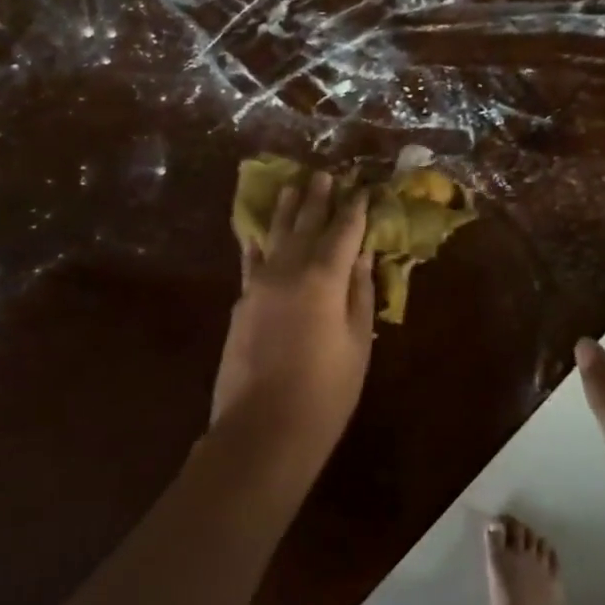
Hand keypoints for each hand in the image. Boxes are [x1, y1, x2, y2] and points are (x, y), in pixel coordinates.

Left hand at [210, 171, 374, 470]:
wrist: (264, 429)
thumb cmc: (326, 392)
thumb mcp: (357, 343)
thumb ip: (360, 294)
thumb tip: (363, 256)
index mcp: (323, 278)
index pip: (343, 232)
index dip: (354, 209)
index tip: (362, 188)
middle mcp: (288, 271)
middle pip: (305, 225)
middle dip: (317, 199)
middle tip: (324, 174)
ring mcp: (258, 285)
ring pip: (273, 237)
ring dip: (285, 211)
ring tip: (291, 186)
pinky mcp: (241, 304)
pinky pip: (250, 262)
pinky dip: (256, 244)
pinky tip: (255, 232)